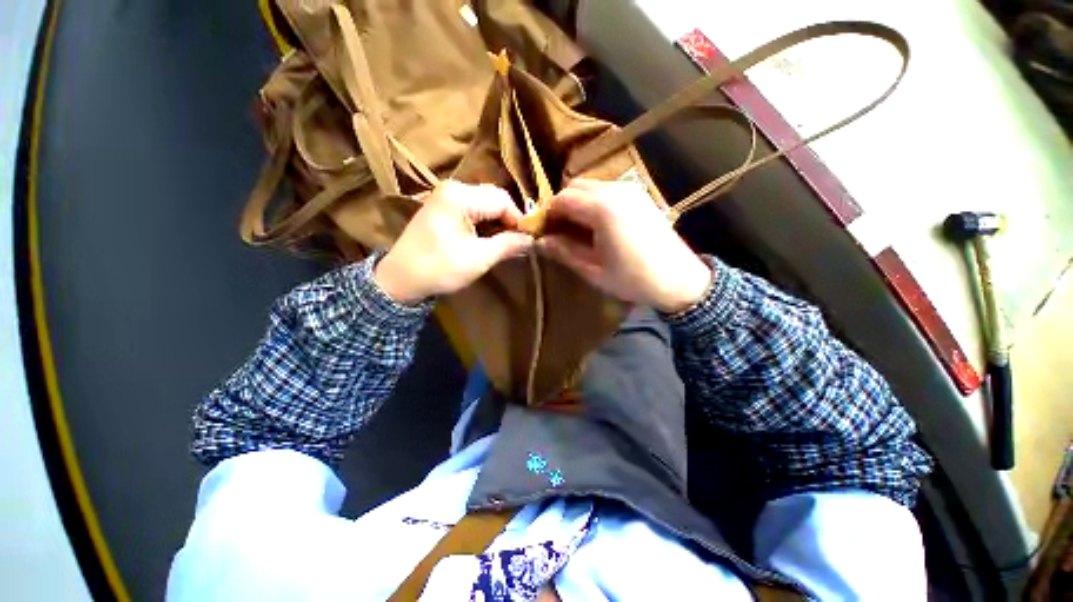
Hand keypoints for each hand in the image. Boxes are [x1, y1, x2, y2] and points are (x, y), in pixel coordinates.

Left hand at [375, 181, 532, 303]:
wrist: (401, 279)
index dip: (519, 220)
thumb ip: (508, 245)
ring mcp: (446, 196)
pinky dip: (486, 222)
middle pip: (494, 198)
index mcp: (460, 196)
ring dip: (499, 222)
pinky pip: (474, 209)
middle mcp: (453, 188)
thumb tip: (531, 239)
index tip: (528, 240)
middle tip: (519, 242)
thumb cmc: (439, 268)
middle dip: (509, 220)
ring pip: (486, 203)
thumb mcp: (479, 259)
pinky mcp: (444, 207)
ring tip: (507, 242)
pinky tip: (491, 238)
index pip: (503, 200)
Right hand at [538, 179, 712, 312]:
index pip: (562, 199)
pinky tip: (596, 225)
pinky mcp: (639, 195)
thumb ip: (564, 251)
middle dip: (562, 206)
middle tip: (558, 231)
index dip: (547, 214)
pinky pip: (607, 190)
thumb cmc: (633, 279)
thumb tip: (540, 241)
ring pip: (591, 186)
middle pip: (575, 186)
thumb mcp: (593, 270)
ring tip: (576, 229)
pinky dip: (594, 202)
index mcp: (602, 209)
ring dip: (577, 203)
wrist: (679, 279)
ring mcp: (630, 190)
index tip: (542, 232)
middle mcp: (615, 190)